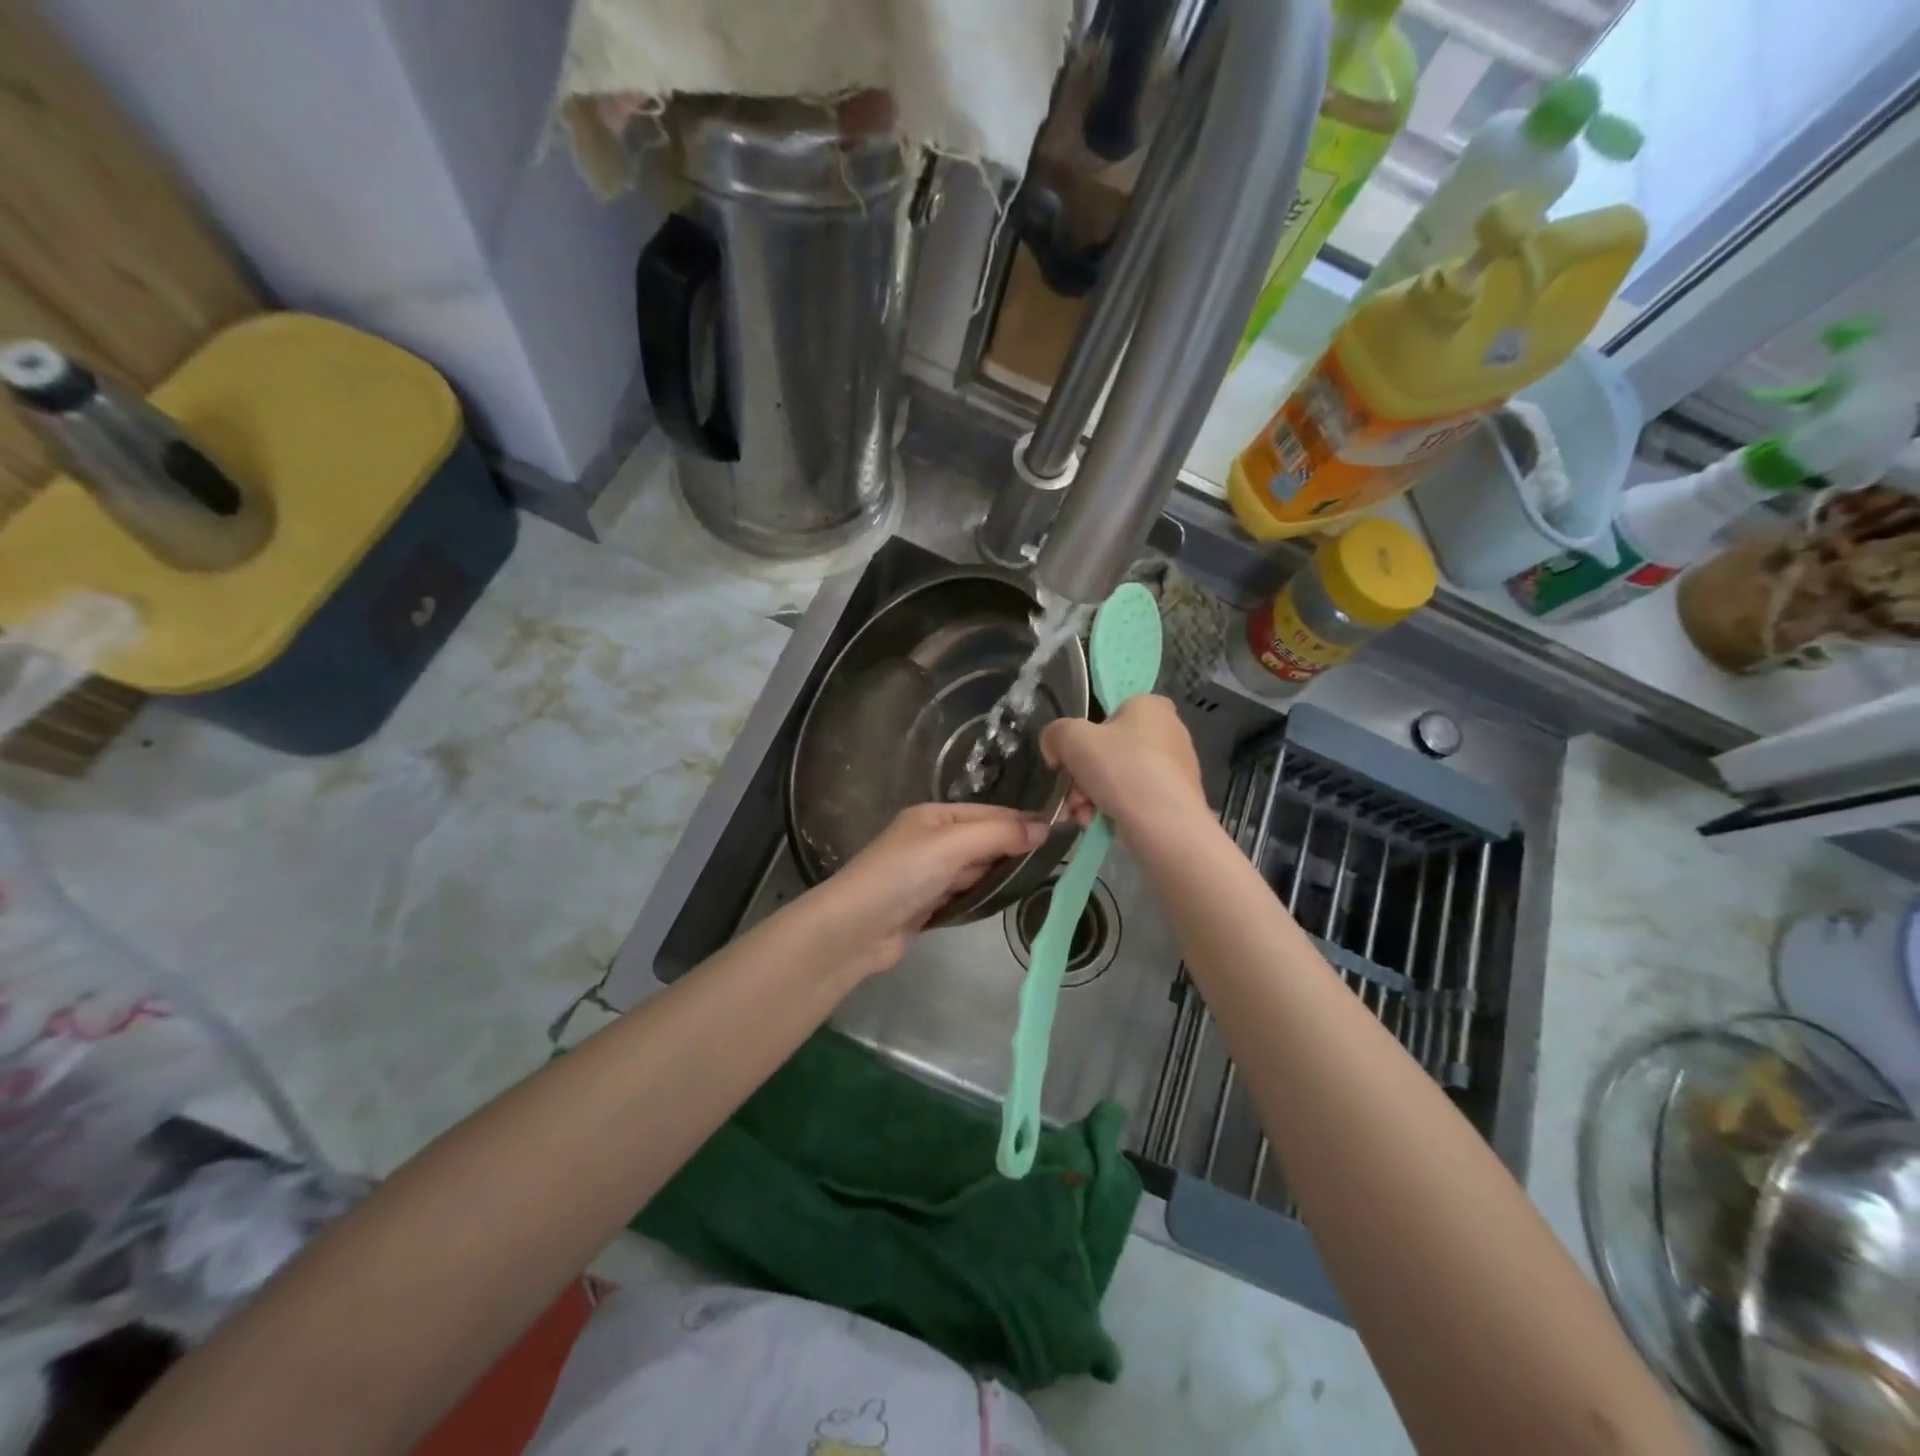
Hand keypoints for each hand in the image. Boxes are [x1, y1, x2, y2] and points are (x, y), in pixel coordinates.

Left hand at [802, 802, 1047, 976]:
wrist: (855, 929)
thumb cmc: (904, 874)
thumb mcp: (953, 845)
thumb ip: (998, 835)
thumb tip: (1044, 829)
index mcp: (934, 817)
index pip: (987, 813)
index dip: (1020, 821)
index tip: (1060, 831)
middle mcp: (931, 840)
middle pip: (982, 839)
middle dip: (1012, 847)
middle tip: (1055, 859)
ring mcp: (928, 873)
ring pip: (974, 868)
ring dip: (998, 872)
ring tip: (1037, 878)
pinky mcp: (927, 903)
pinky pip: (964, 893)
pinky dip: (981, 894)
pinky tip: (1003, 899)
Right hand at [1040, 695, 1205, 831]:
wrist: (1164, 824)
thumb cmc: (1120, 767)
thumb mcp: (1071, 738)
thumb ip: (1054, 734)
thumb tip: (1054, 748)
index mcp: (1150, 706)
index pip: (1111, 713)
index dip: (1085, 735)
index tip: (1070, 758)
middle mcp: (1169, 731)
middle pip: (1109, 751)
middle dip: (1082, 776)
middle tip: (1071, 795)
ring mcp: (1176, 767)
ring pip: (1118, 778)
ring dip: (1090, 796)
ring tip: (1081, 815)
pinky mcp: (1177, 799)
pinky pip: (1135, 799)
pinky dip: (1112, 810)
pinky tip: (1097, 824)